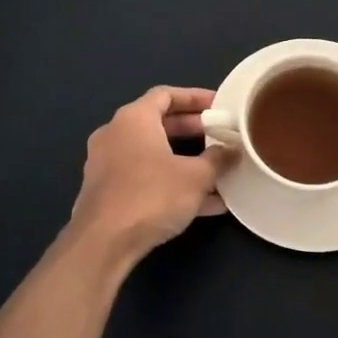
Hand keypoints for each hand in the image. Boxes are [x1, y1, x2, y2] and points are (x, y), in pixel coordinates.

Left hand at [66, 87, 235, 266]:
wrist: (103, 243)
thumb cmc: (151, 195)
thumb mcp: (196, 177)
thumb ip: (218, 159)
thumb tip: (233, 150)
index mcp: (134, 119)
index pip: (166, 94)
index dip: (194, 97)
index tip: (218, 105)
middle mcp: (116, 134)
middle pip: (159, 124)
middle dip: (193, 130)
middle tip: (220, 136)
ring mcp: (108, 164)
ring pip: (153, 154)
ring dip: (185, 161)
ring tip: (217, 172)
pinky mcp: (107, 192)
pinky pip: (145, 178)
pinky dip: (170, 183)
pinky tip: (203, 204)